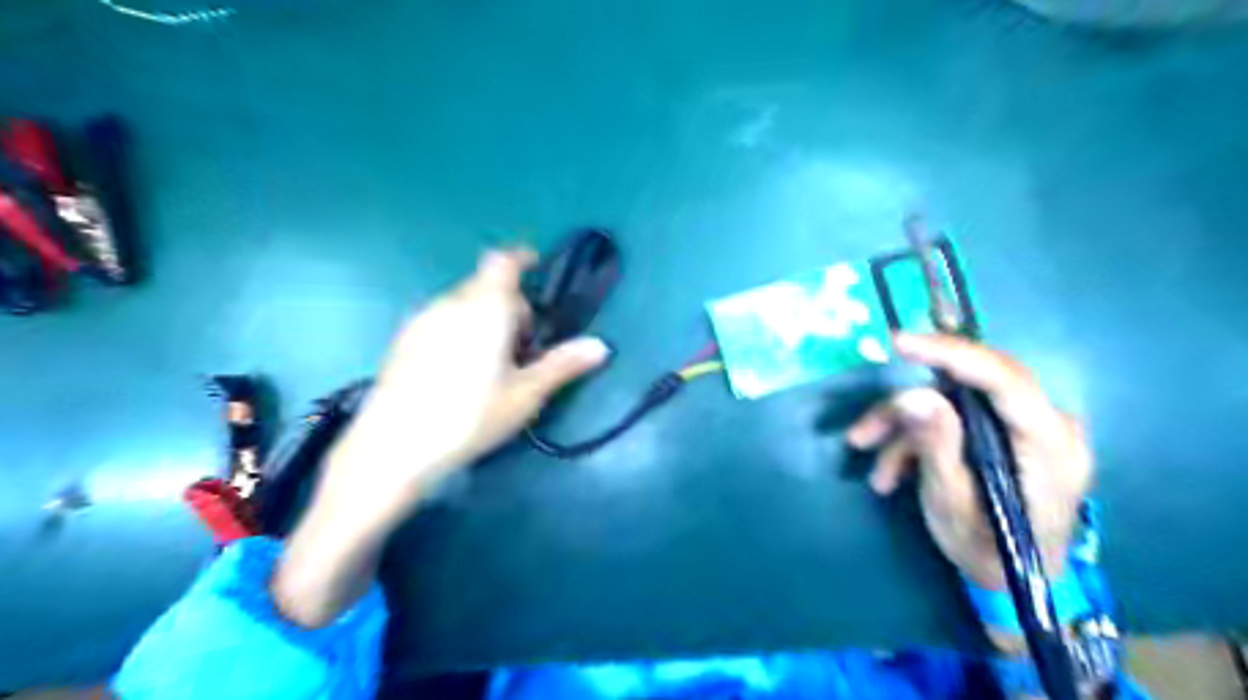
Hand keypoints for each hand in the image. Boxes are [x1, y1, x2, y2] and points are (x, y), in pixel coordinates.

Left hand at [275, 249, 609, 624]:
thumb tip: (601, 346)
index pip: (503, 262)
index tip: (535, 268)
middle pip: (485, 285)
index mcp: (485, 308)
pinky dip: (458, 329)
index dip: (521, 258)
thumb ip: (562, 365)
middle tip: (522, 345)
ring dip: (482, 317)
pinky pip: (440, 320)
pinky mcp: (402, 341)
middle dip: (509, 303)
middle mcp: (450, 304)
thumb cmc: (469, 416)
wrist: (392, 447)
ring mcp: (421, 320)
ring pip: (461, 303)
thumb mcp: (524, 394)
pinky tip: (458, 371)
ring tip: (491, 362)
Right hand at [849, 332, 1094, 591]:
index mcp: (1050, 446)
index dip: (951, 354)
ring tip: (874, 470)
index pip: (1004, 380)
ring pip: (949, 405)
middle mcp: (1045, 425)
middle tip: (864, 431)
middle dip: (907, 409)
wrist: (1011, 578)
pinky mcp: (1003, 432)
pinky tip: (890, 473)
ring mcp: (1023, 427)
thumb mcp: (954, 506)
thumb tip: (914, 396)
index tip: (898, 343)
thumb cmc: (991, 552)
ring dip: (903, 432)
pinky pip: (951, 419)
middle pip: (967, 389)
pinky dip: (915, 441)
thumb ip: (938, 447)